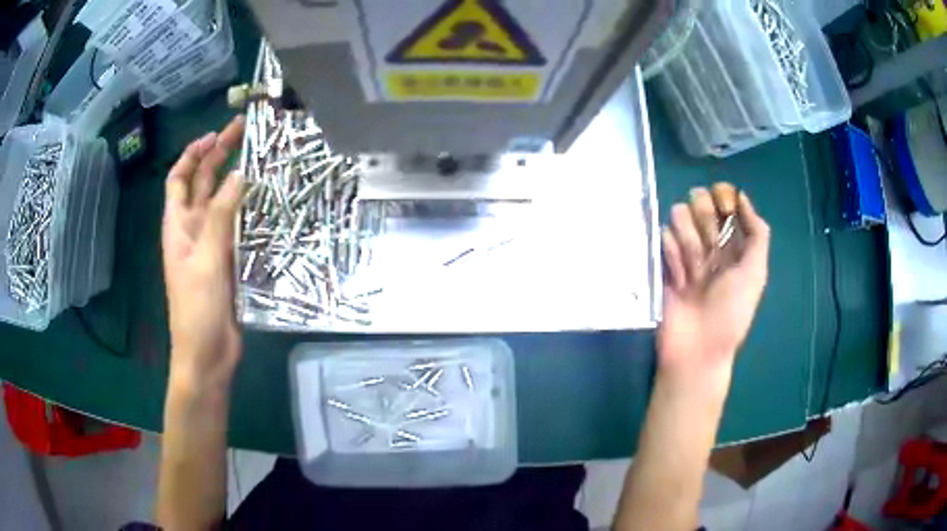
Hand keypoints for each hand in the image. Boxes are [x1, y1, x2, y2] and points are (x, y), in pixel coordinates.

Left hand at [162, 116, 244, 390]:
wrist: (206, 354)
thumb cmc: (197, 309)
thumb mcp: (206, 258)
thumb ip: (221, 216)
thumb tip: (238, 174)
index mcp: (178, 226)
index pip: (179, 179)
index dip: (193, 154)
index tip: (215, 135)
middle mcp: (192, 230)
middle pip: (202, 185)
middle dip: (219, 157)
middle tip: (244, 134)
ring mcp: (210, 246)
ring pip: (221, 204)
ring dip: (235, 182)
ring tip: (259, 161)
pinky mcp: (226, 262)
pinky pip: (236, 228)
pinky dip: (247, 211)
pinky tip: (264, 203)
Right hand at [658, 183, 769, 388]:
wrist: (696, 348)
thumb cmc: (731, 312)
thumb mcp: (756, 273)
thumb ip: (757, 232)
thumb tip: (742, 195)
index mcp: (733, 242)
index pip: (724, 200)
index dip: (722, 199)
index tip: (723, 211)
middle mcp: (708, 241)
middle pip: (699, 201)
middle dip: (704, 220)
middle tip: (711, 248)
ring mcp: (683, 250)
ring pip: (678, 215)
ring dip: (688, 242)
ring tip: (694, 274)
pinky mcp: (661, 260)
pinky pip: (662, 237)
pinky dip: (672, 257)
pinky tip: (679, 282)